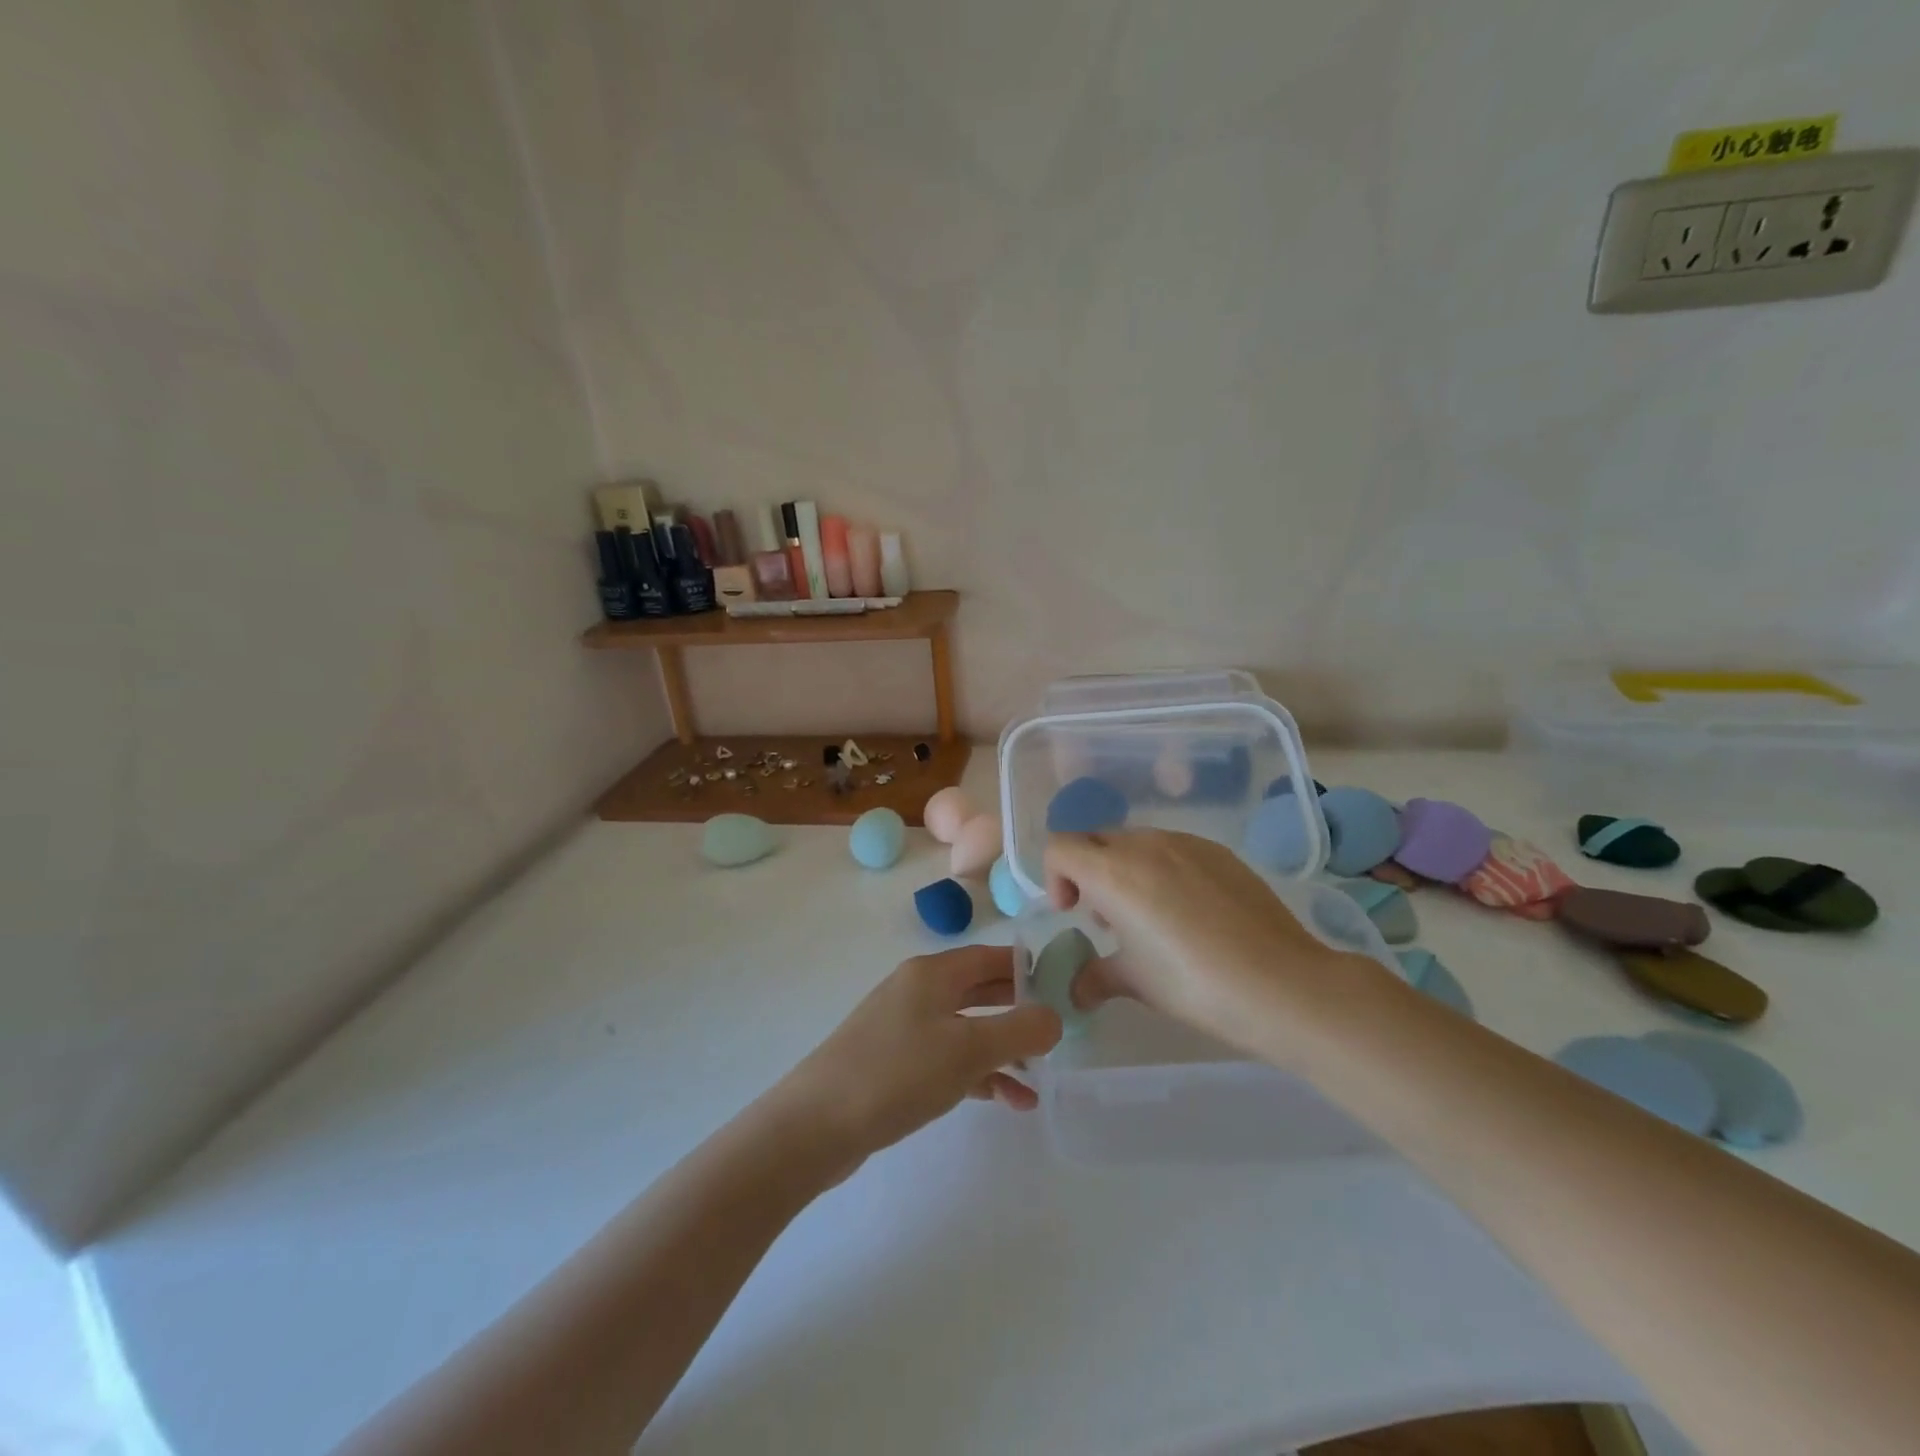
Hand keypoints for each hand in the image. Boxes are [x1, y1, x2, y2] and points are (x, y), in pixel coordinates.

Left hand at [771, 946, 1062, 1173]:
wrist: (815, 1125)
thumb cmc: (897, 1073)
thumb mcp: (967, 1049)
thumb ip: (1019, 1030)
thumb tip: (1055, 1017)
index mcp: (932, 973)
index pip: (991, 957)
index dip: (1028, 969)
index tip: (1064, 990)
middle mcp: (918, 991)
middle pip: (980, 991)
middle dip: (1019, 1012)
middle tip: (1058, 1034)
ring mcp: (903, 1028)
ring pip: (967, 1029)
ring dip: (1003, 1051)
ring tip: (1039, 1079)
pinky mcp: (895, 1064)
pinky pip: (948, 1060)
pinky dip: (978, 1074)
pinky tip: (1007, 1101)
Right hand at [1045, 829, 1374, 1055]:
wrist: (1282, 984)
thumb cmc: (1193, 983)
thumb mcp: (1136, 982)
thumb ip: (1095, 976)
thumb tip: (1076, 989)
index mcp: (1113, 872)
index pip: (1059, 848)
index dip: (1055, 878)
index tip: (1073, 913)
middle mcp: (1145, 844)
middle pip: (1096, 840)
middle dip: (1089, 873)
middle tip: (1107, 919)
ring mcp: (1186, 843)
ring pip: (1136, 842)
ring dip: (1127, 870)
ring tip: (1150, 917)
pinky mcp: (1219, 852)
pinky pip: (1174, 849)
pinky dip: (1163, 870)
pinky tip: (1190, 913)